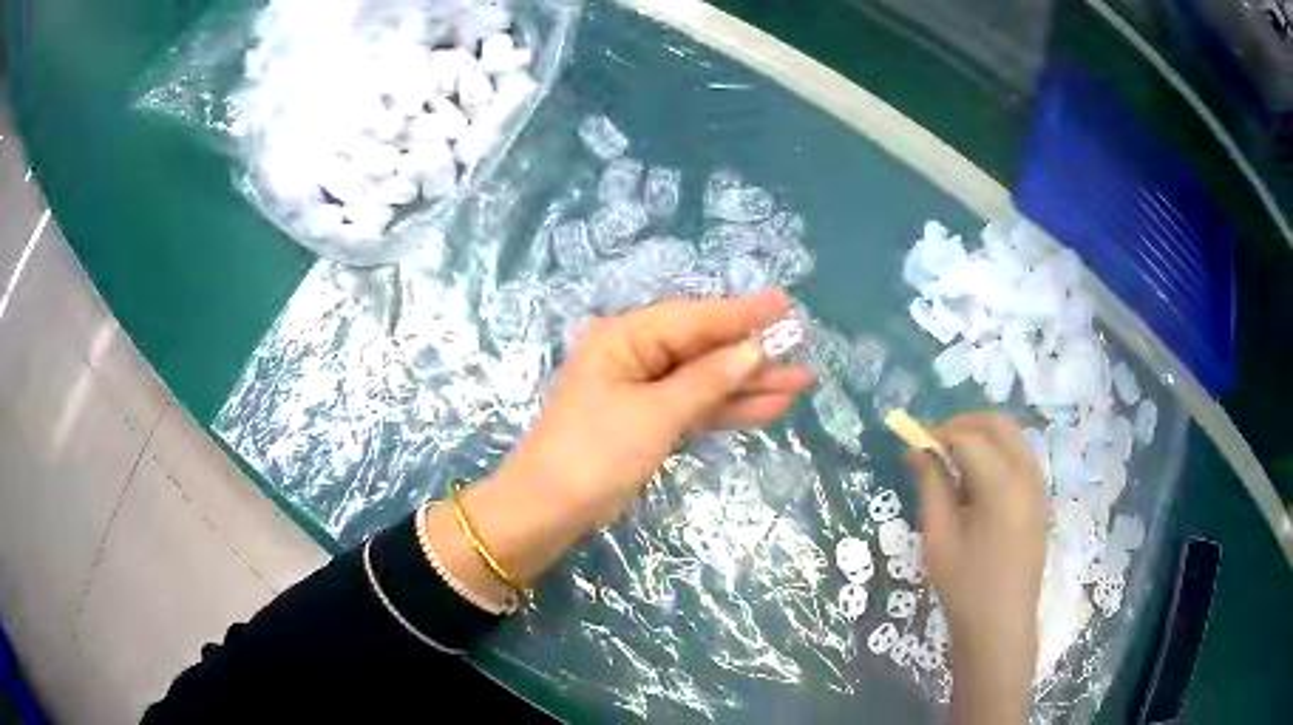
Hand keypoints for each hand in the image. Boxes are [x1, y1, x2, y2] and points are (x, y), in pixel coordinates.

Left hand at [503, 288, 814, 527]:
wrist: (548, 512)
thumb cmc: (595, 454)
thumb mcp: (655, 415)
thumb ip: (707, 380)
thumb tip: (752, 349)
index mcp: (625, 338)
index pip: (694, 318)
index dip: (743, 313)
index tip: (786, 304)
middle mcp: (634, 355)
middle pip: (703, 348)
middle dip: (753, 352)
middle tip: (804, 347)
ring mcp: (643, 391)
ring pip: (705, 380)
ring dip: (749, 384)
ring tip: (802, 381)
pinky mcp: (649, 422)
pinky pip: (695, 407)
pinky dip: (728, 409)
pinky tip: (769, 407)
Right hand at [907, 413, 1047, 724]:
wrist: (1000, 626)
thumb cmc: (965, 586)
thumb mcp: (939, 537)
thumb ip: (931, 486)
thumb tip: (916, 450)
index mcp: (1002, 486)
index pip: (968, 437)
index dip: (938, 434)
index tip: (914, 446)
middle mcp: (1028, 475)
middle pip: (998, 424)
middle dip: (964, 424)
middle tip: (935, 444)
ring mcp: (1039, 485)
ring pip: (1013, 436)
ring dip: (982, 436)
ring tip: (953, 462)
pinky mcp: (1041, 498)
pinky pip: (1021, 456)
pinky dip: (998, 452)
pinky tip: (977, 481)